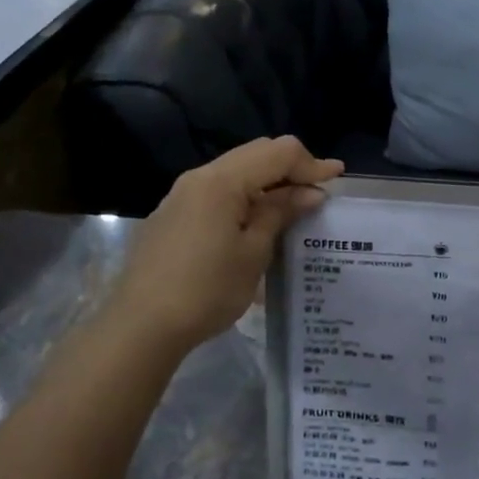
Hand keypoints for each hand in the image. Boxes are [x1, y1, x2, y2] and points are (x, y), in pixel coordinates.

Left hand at [103, 138, 342, 357]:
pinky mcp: (172, 215)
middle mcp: (199, 177)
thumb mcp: (254, 253)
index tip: (337, 180)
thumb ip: (280, 213)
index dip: (311, 163)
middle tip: (317, 192)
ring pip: (235, 171)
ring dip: (268, 182)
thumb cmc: (206, 289)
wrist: (140, 325)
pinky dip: (245, 196)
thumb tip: (308, 193)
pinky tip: (255, 222)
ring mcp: (181, 195)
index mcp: (222, 181)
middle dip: (291, 168)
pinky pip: (217, 192)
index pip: (277, 153)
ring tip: (292, 207)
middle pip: (255, 153)